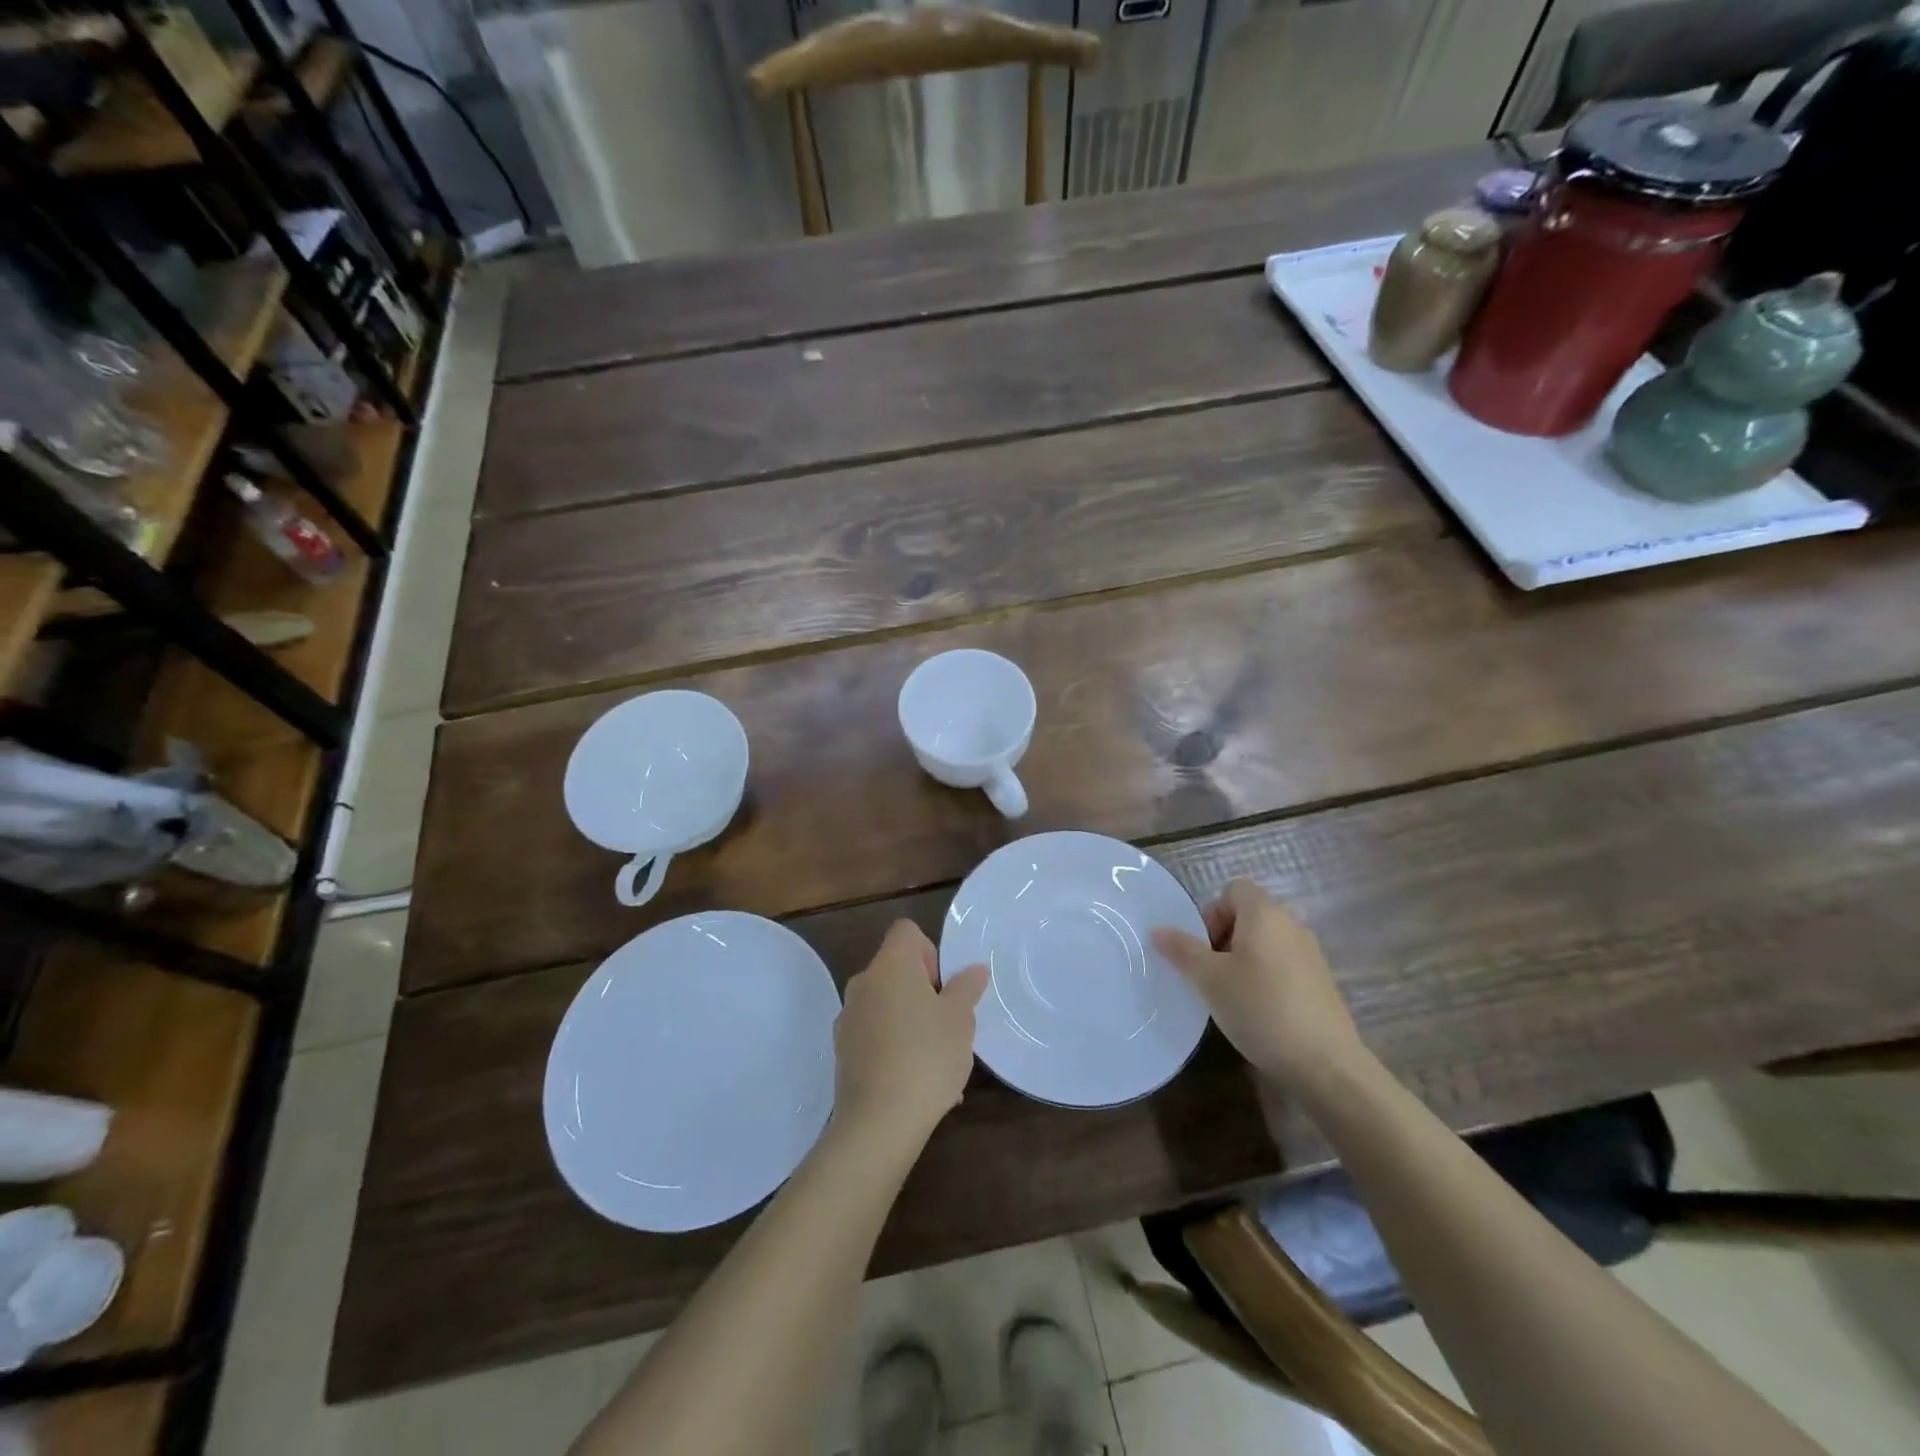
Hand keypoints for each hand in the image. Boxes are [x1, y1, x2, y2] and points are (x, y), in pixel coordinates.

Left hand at [834, 921, 988, 1148]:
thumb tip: (974, 969)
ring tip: (939, 1061)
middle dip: (924, 990)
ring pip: (887, 1005)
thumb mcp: (960, 1020)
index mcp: (890, 965)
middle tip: (948, 1023)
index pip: (906, 931)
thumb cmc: (926, 1057)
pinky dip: (896, 1046)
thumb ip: (966, 988)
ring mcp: (848, 1017)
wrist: (878, 1123)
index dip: (930, 951)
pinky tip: (918, 1082)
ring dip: (912, 1020)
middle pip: (896, 969)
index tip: (944, 986)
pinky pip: (876, 1035)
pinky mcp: (843, 1051)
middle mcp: (863, 983)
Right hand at [1152, 879, 1367, 1092]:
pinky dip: (1266, 978)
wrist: (1325, 1064)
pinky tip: (1259, 1012)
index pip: (1234, 889)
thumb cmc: (1259, 1008)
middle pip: (1249, 915)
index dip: (1212, 912)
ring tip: (1231, 995)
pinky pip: (1284, 965)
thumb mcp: (1209, 979)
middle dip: (1224, 938)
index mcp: (1265, 914)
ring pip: (1266, 943)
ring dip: (1244, 960)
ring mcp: (1311, 955)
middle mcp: (1291, 925)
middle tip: (1211, 973)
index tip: (1204, 948)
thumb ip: (1182, 950)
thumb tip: (1158, 930)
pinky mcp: (1321, 983)